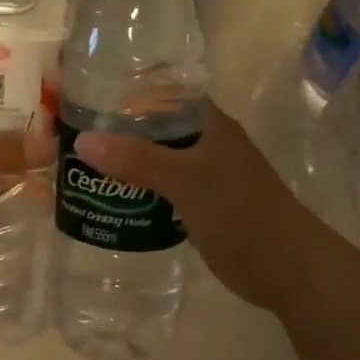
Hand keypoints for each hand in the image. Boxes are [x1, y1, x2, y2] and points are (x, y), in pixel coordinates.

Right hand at [74, 102, 328, 310]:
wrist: (286, 267)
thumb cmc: (240, 212)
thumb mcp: (185, 180)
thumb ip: (136, 159)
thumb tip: (83, 141)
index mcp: (209, 124)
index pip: (164, 93)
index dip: (128, 91)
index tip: (87, 95)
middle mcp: (206, 144)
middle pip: (156, 128)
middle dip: (119, 131)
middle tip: (72, 134)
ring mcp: (205, 177)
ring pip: (158, 161)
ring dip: (126, 163)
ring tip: (81, 164)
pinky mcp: (201, 207)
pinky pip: (162, 191)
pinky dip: (139, 191)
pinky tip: (110, 198)